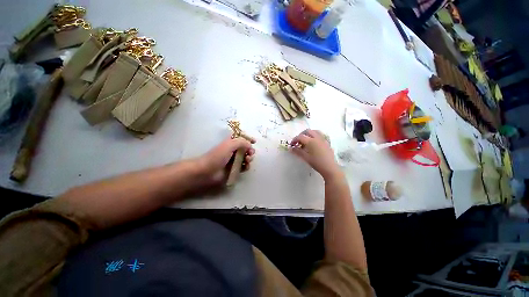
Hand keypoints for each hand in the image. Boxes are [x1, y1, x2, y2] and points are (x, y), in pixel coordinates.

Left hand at [197, 137, 255, 185]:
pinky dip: (246, 166)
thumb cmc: (217, 156)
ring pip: (246, 158)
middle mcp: (233, 150)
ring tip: (247, 160)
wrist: (207, 172)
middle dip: (250, 150)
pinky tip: (246, 167)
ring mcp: (234, 160)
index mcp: (231, 142)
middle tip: (250, 153)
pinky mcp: (234, 169)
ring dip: (249, 158)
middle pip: (246, 148)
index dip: (248, 139)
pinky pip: (244, 166)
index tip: (254, 141)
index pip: (241, 138)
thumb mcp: (229, 145)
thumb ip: (241, 142)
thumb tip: (250, 145)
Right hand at [290, 129, 340, 179]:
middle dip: (301, 135)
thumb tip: (291, 148)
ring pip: (314, 131)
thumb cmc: (316, 163)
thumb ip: (297, 151)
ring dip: (308, 134)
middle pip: (307, 131)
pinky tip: (313, 143)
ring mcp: (323, 139)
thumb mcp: (305, 157)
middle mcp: (317, 138)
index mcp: (311, 141)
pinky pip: (320, 135)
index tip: (291, 144)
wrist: (330, 167)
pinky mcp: (327, 142)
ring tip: (305, 140)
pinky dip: (314, 136)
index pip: (300, 137)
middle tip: (298, 141)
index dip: (294, 139)